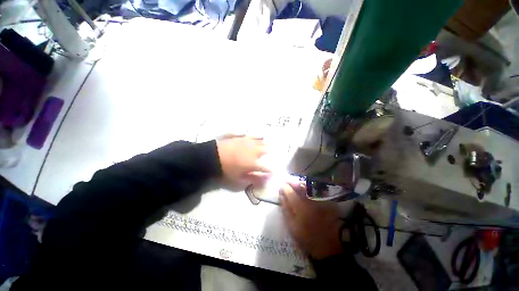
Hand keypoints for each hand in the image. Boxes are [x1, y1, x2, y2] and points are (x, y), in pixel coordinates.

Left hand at [216, 135, 270, 188]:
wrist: (213, 156)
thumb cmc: (226, 169)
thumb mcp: (239, 179)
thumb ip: (253, 179)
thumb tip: (264, 181)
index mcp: (253, 163)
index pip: (266, 167)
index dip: (270, 170)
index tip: (272, 172)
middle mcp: (254, 151)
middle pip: (266, 150)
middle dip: (270, 153)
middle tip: (271, 154)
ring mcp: (249, 142)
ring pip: (261, 142)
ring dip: (265, 144)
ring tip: (268, 145)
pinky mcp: (243, 137)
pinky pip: (253, 136)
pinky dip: (257, 137)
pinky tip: (259, 137)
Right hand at [280, 181, 342, 259]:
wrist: (328, 246)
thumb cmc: (307, 238)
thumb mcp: (292, 227)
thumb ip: (285, 210)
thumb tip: (281, 196)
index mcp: (301, 207)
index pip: (290, 192)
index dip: (284, 187)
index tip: (280, 186)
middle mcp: (310, 201)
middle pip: (300, 186)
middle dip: (292, 182)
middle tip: (287, 181)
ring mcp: (319, 200)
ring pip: (308, 187)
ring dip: (300, 183)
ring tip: (295, 183)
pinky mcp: (326, 202)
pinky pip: (316, 191)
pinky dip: (309, 188)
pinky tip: (305, 189)